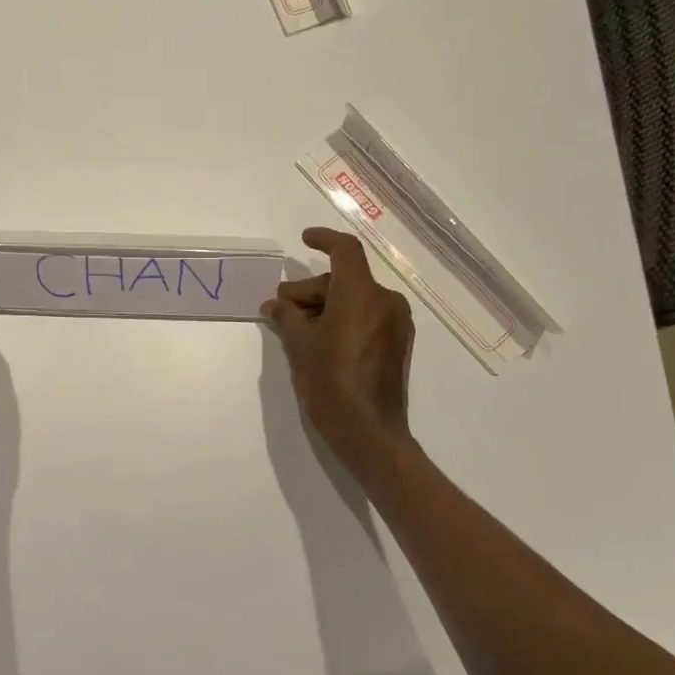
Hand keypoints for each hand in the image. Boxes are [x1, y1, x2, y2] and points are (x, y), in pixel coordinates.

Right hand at [262, 227, 414, 461]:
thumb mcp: (300, 347)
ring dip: (324, 305)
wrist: (369, 434)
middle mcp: (385, 302)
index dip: (324, 239)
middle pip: (343, 279)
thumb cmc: (330, 384)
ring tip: (296, 328)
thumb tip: (276, 305)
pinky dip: (343, 318)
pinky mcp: (398, 344)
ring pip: (355, 298)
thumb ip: (287, 317)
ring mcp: (396, 324)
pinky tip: (319, 339)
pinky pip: (367, 316)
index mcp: (361, 295)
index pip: (345, 250)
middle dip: (309, 290)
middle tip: (281, 309)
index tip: (304, 240)